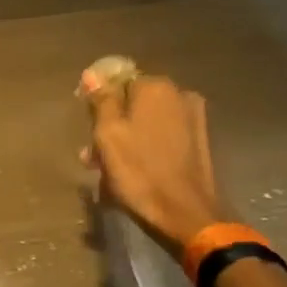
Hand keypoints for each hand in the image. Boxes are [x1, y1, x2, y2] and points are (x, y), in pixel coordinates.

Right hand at [81, 70, 225, 252]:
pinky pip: (163, 135)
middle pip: (134, 102)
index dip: (98, 103)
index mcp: (155, 87)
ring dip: (126, 139)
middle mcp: (179, 94)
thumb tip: (92, 74)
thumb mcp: (108, 136)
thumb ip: (101, 101)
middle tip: (92, 155)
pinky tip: (134, 170)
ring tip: (108, 170)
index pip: (117, 80)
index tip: (87, 127)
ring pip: (148, 120)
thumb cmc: (139, 172)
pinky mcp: (200, 140)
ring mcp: (193, 117)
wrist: (185, 212)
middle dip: (112, 124)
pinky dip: (146, 147)